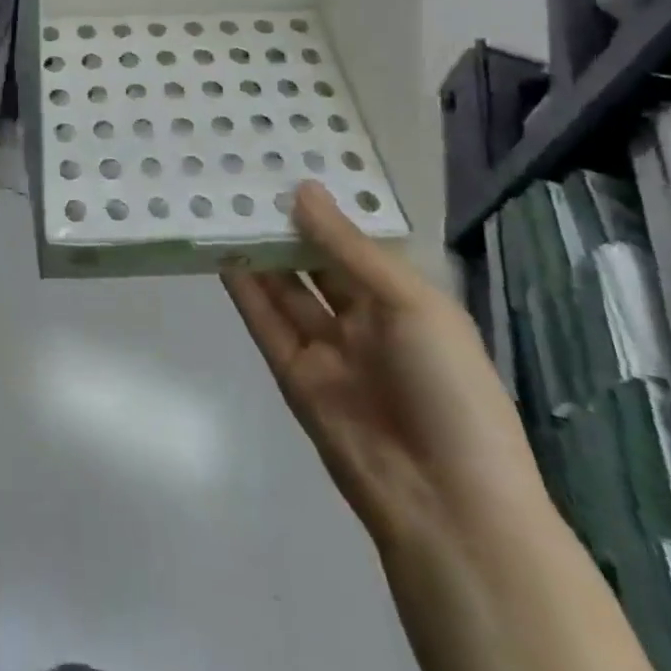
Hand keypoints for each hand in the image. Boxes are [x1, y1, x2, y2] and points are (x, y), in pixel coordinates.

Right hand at [222, 182, 546, 553]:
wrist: (445, 503)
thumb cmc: (449, 390)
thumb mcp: (412, 305)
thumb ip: (348, 248)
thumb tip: (303, 190)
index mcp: (406, 301)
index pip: (357, 244)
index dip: (326, 209)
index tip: (288, 166)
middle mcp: (365, 320)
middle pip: (316, 264)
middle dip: (286, 227)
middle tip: (245, 180)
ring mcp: (326, 348)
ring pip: (285, 289)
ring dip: (259, 252)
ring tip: (224, 208)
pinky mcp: (293, 373)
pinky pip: (266, 322)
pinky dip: (244, 289)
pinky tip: (222, 253)